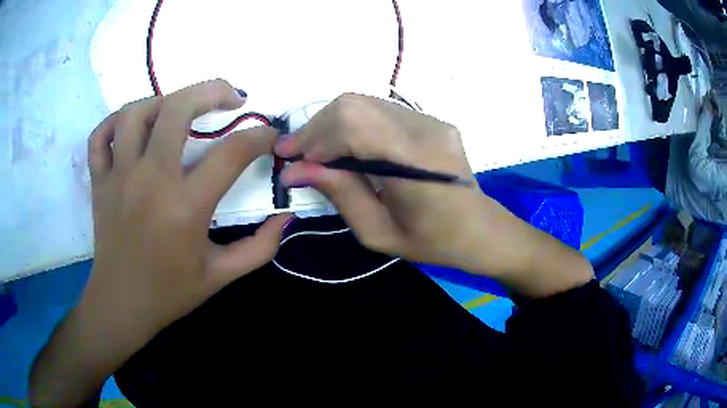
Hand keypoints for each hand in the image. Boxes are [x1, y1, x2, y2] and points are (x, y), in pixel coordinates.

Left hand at [29, 79, 290, 405]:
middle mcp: (150, 181)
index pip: (232, 153)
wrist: (122, 304)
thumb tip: (286, 217)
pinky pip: (100, 136)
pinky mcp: (99, 181)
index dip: (260, 136)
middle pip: (177, 109)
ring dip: (162, 100)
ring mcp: (119, 177)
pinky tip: (131, 126)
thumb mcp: (221, 277)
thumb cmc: (170, 292)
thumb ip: (260, 247)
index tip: (270, 135)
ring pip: (135, 113)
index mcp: (185, 208)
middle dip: (211, 91)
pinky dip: (114, 122)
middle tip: (230, 97)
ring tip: (179, 108)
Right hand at [275, 94, 508, 273]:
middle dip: (317, 127)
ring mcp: (430, 119)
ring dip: (331, 124)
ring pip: (364, 103)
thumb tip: (295, 170)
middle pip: (355, 105)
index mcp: (418, 162)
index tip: (288, 158)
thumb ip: (340, 194)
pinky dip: (351, 125)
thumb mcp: (379, 232)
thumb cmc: (433, 242)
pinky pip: (379, 111)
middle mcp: (426, 129)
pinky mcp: (429, 119)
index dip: (315, 137)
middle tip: (297, 154)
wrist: (481, 229)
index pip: (354, 125)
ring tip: (314, 152)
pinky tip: (343, 147)